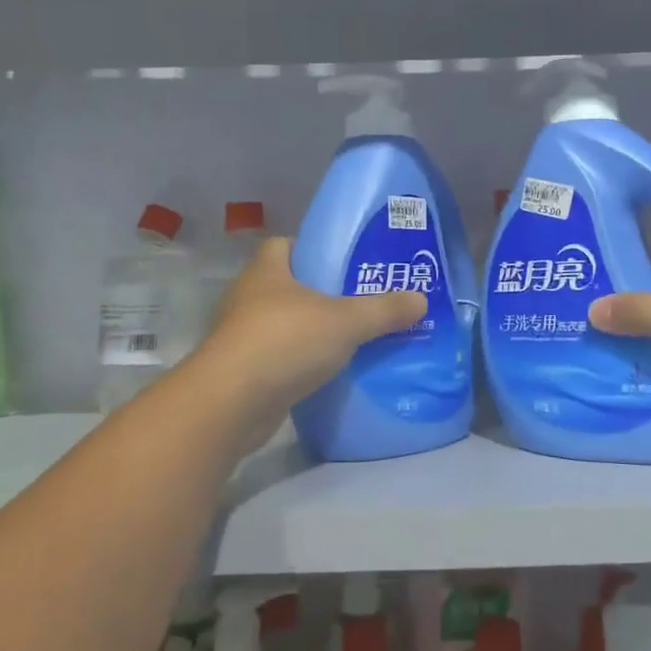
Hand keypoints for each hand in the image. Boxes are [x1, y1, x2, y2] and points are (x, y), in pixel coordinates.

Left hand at [195, 237, 427, 452]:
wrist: (229, 405)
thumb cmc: (284, 342)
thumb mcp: (345, 322)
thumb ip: (383, 310)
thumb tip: (421, 299)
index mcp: (266, 271)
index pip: (285, 244)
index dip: (313, 248)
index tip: (344, 260)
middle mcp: (248, 298)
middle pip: (287, 285)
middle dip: (319, 292)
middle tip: (359, 299)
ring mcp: (241, 337)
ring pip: (282, 324)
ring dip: (309, 330)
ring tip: (350, 337)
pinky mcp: (242, 372)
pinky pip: (278, 358)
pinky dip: (299, 362)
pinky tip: (327, 372)